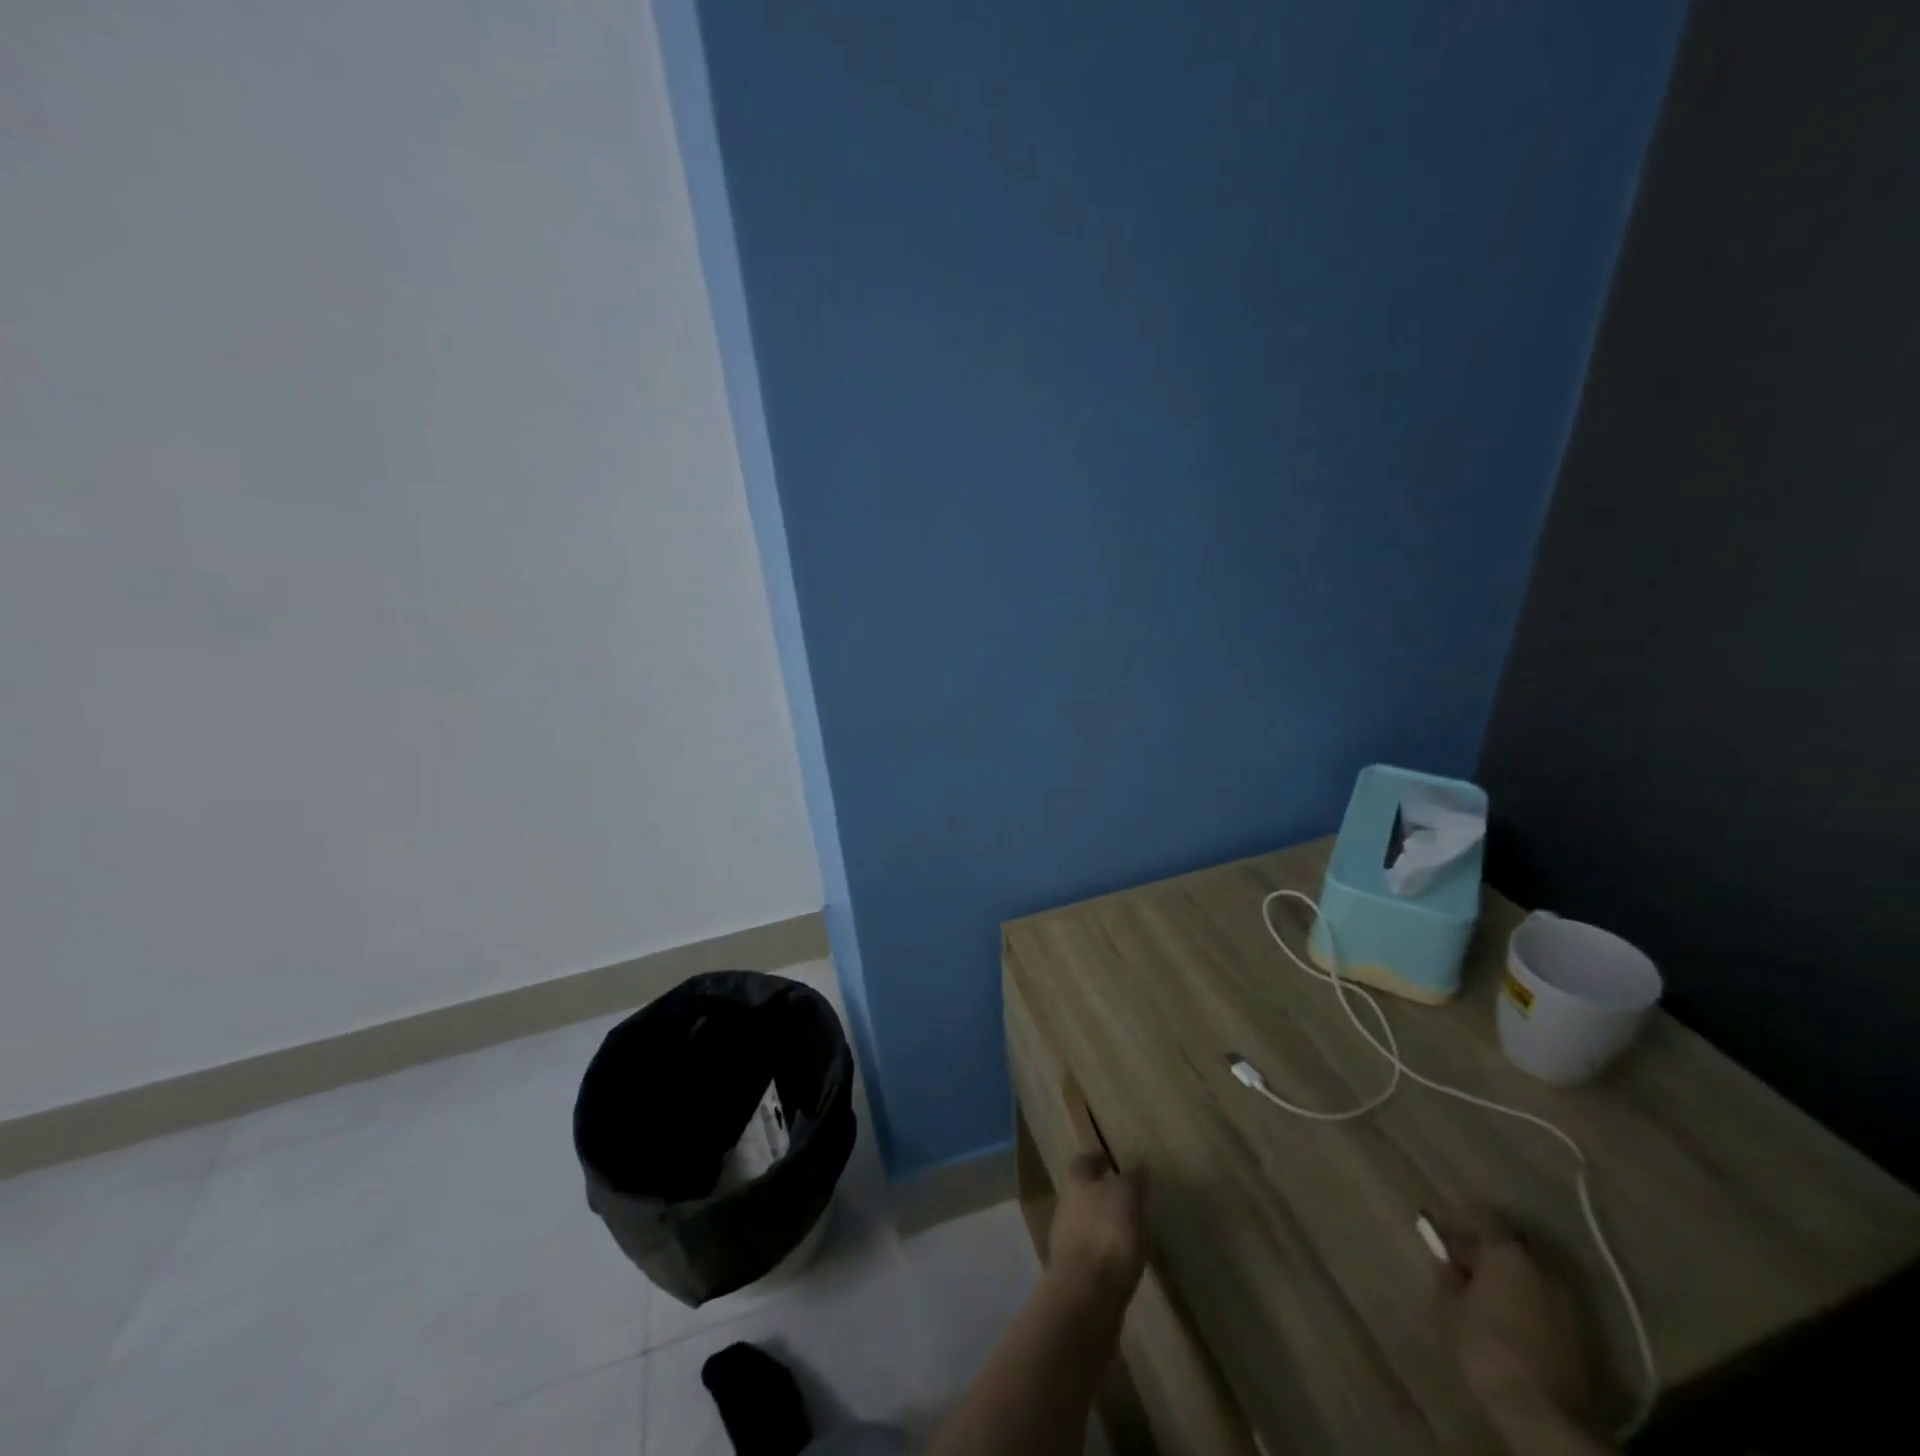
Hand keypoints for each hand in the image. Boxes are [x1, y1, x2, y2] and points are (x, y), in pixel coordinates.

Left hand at [1048, 1152, 1148, 1306]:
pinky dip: (1106, 1253)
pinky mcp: (1076, 1275)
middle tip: (1126, 1197)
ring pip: (1087, 1224)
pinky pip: (1093, 1254)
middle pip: (1082, 1193)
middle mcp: (1066, 1208)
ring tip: (1131, 1230)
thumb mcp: (1126, 1197)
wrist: (1086, 1296)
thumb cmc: (1106, 1235)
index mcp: (1076, 1184)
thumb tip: (1138, 1167)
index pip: (1083, 1162)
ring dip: (1104, 1224)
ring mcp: (1067, 1243)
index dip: (1096, 1158)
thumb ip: (1132, 1180)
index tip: (1111, 1159)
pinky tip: (1124, 1261)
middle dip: (1101, 1193)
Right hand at [1434, 1210, 1589, 1428]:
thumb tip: (1446, 1264)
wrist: (1545, 1414)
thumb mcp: (1450, 1308)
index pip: (1480, 1218)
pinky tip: (1501, 1313)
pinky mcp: (1576, 1332)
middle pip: (1508, 1244)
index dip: (1457, 1221)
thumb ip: (1446, 1278)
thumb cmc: (1487, 1347)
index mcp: (1508, 1252)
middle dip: (1481, 1248)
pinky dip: (1520, 1298)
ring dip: (1503, 1275)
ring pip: (1526, 1273)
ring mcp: (1564, 1301)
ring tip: (1476, 1288)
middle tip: (1456, 1258)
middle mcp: (1541, 1267)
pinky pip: (1539, 1299)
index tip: (1438, 1228)